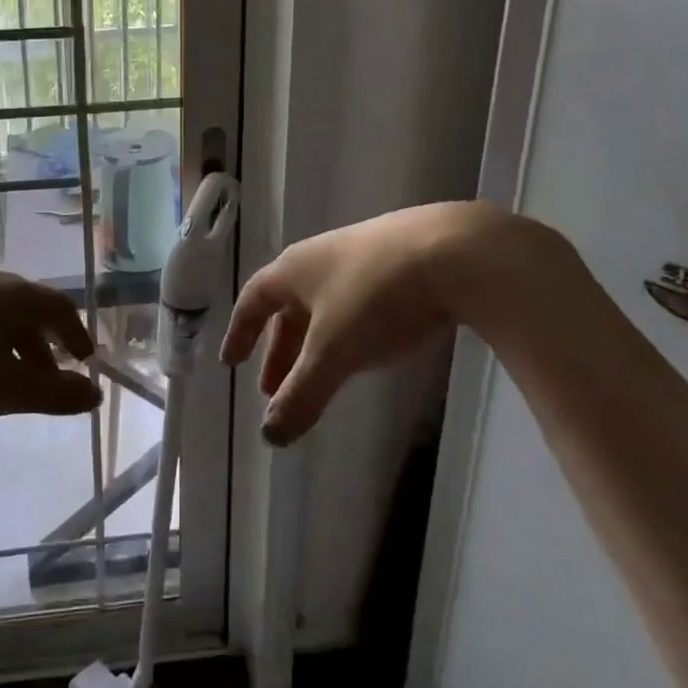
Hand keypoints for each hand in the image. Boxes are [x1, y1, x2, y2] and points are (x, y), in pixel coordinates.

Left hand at [0, 270, 98, 432]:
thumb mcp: (3, 390)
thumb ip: (53, 394)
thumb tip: (94, 394)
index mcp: (14, 296)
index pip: (59, 308)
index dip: (77, 334)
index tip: (85, 359)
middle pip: (27, 310)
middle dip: (42, 345)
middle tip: (48, 378)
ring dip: (9, 344)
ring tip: (4, 378)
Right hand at [220, 202, 589, 445]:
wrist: (456, 252)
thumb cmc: (375, 297)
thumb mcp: (334, 352)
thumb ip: (301, 394)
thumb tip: (270, 436)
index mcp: (294, 270)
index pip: (253, 301)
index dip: (240, 332)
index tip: (231, 361)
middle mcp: (321, 258)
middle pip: (289, 307)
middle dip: (280, 350)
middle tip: (274, 388)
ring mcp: (362, 255)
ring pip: (325, 306)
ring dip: (315, 343)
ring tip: (320, 375)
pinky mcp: (399, 261)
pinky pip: (357, 301)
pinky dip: (347, 330)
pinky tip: (367, 347)